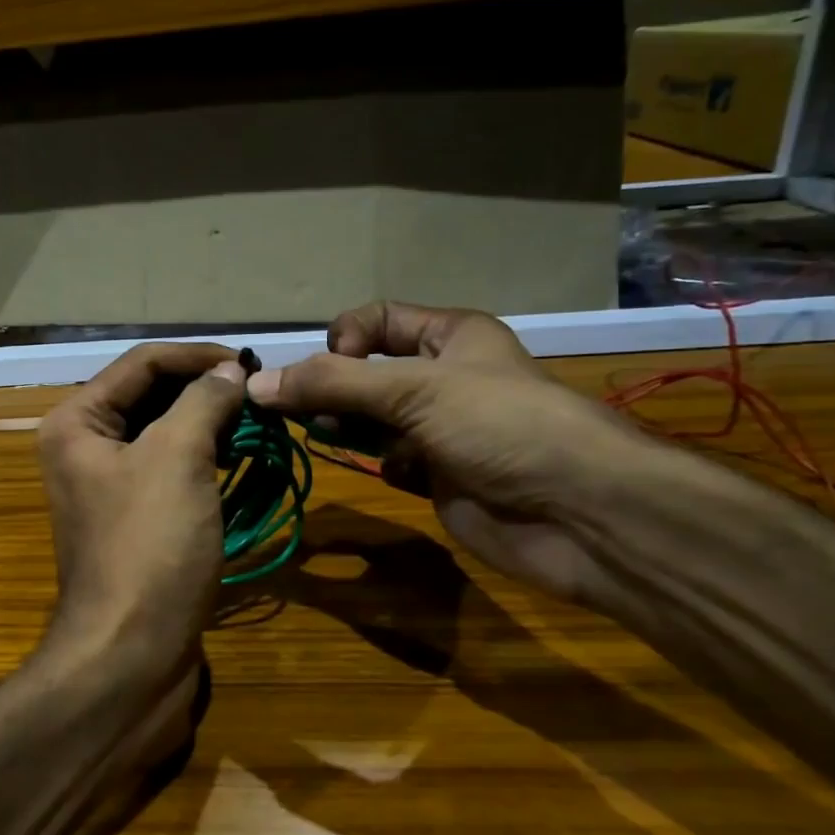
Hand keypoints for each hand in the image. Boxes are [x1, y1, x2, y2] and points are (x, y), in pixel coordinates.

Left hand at [37, 342, 247, 688]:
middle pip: (152, 396)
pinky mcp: (136, 521)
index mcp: (77, 422)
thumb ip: (204, 401)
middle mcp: (85, 447)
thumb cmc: (150, 546)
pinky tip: (239, 460)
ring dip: (209, 424)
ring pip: (165, 434)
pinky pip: (171, 472)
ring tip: (257, 422)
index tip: (252, 364)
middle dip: (205, 390)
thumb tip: (231, 373)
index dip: (198, 356)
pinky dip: (205, 460)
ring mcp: (110, 487)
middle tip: (260, 393)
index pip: (142, 363)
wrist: (131, 655)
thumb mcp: (178, 457)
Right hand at [247, 301, 655, 609]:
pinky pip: (393, 461)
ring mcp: (442, 430)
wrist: (579, 514)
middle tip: (304, 411)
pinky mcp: (441, 477)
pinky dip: (380, 463)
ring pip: (375, 419)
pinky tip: (388, 471)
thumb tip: (255, 383)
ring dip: (348, 425)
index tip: (325, 367)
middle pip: (369, 372)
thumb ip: (331, 384)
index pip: (377, 319)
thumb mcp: (413, 389)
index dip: (344, 337)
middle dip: (333, 387)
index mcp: (449, 337)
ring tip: (327, 436)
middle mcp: (444, 378)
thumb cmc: (499, 425)